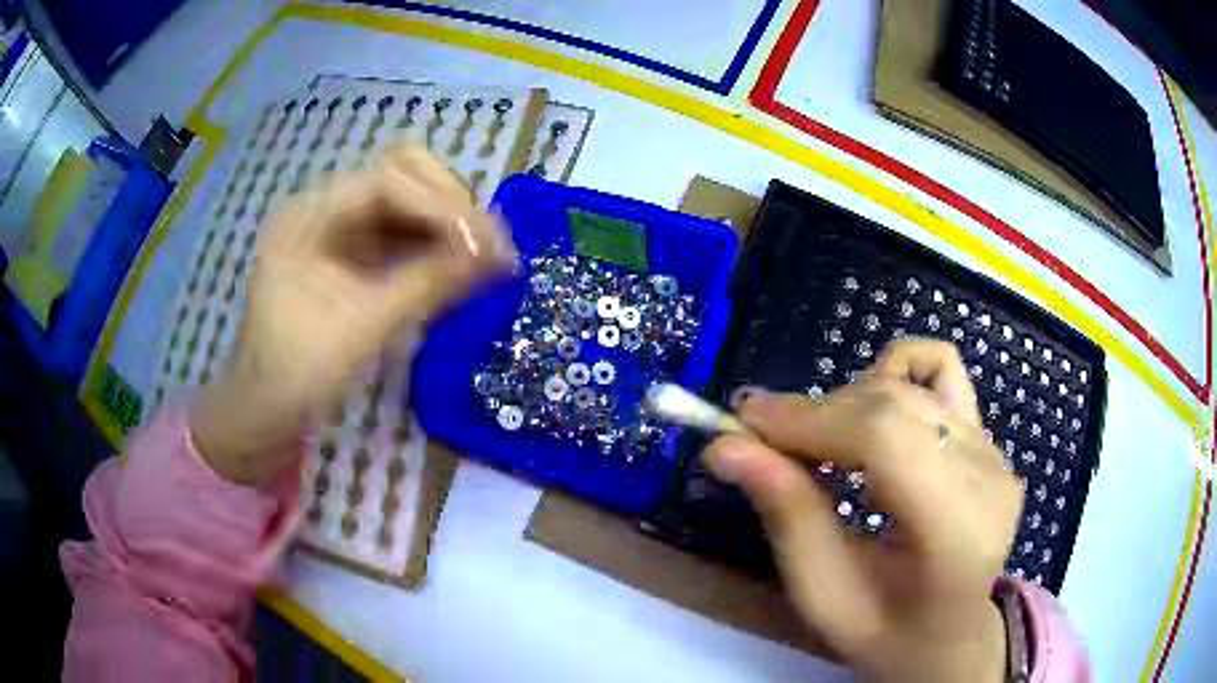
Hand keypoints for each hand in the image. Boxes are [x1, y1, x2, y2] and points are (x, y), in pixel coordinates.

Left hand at [191, 146, 515, 485]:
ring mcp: (339, 229)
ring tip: (485, 257)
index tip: (490, 244)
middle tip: (489, 246)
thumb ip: (430, 283)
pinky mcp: (353, 253)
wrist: (267, 408)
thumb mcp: (364, 326)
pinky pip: (403, 233)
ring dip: (449, 224)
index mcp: (311, 214)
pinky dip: (435, 245)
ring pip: (408, 201)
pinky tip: (460, 268)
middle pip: (402, 174)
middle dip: (450, 205)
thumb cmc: (299, 371)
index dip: (444, 205)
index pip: (390, 181)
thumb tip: (499, 256)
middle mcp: (326, 208)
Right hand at [704, 340, 1020, 681]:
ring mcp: (994, 452)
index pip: (886, 440)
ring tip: (818, 446)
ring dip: (847, 404)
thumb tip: (724, 447)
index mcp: (956, 531)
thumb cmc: (885, 634)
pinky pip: (941, 369)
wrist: (948, 635)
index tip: (744, 423)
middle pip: (893, 404)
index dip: (810, 420)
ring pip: (907, 385)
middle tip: (763, 440)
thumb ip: (786, 516)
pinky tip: (872, 417)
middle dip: (816, 413)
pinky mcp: (988, 439)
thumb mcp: (823, 595)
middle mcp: (987, 477)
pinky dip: (895, 375)